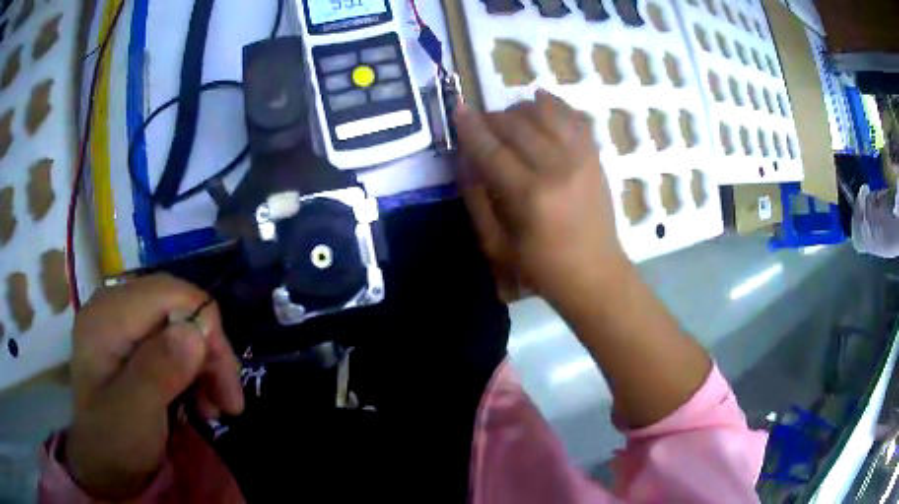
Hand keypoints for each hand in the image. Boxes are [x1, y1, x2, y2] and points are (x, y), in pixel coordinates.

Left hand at [66, 274, 243, 499]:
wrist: (103, 465)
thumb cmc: (114, 444)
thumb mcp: (135, 414)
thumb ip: (159, 371)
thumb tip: (196, 332)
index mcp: (106, 317)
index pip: (168, 293)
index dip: (205, 326)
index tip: (227, 380)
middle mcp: (114, 308)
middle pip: (177, 307)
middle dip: (209, 351)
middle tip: (230, 400)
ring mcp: (123, 324)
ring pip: (180, 324)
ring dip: (205, 364)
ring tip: (216, 407)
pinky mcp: (132, 343)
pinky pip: (174, 342)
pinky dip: (194, 370)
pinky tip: (201, 400)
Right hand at [454, 90, 625, 303]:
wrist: (596, 274)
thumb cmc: (542, 268)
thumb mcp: (496, 245)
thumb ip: (476, 199)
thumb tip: (464, 159)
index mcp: (530, 196)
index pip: (492, 150)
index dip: (471, 128)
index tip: (458, 110)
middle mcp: (557, 168)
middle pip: (517, 125)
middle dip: (492, 118)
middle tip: (481, 125)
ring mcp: (581, 159)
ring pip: (545, 113)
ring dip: (520, 109)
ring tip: (509, 118)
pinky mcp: (595, 157)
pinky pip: (574, 117)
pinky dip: (555, 104)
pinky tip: (540, 99)